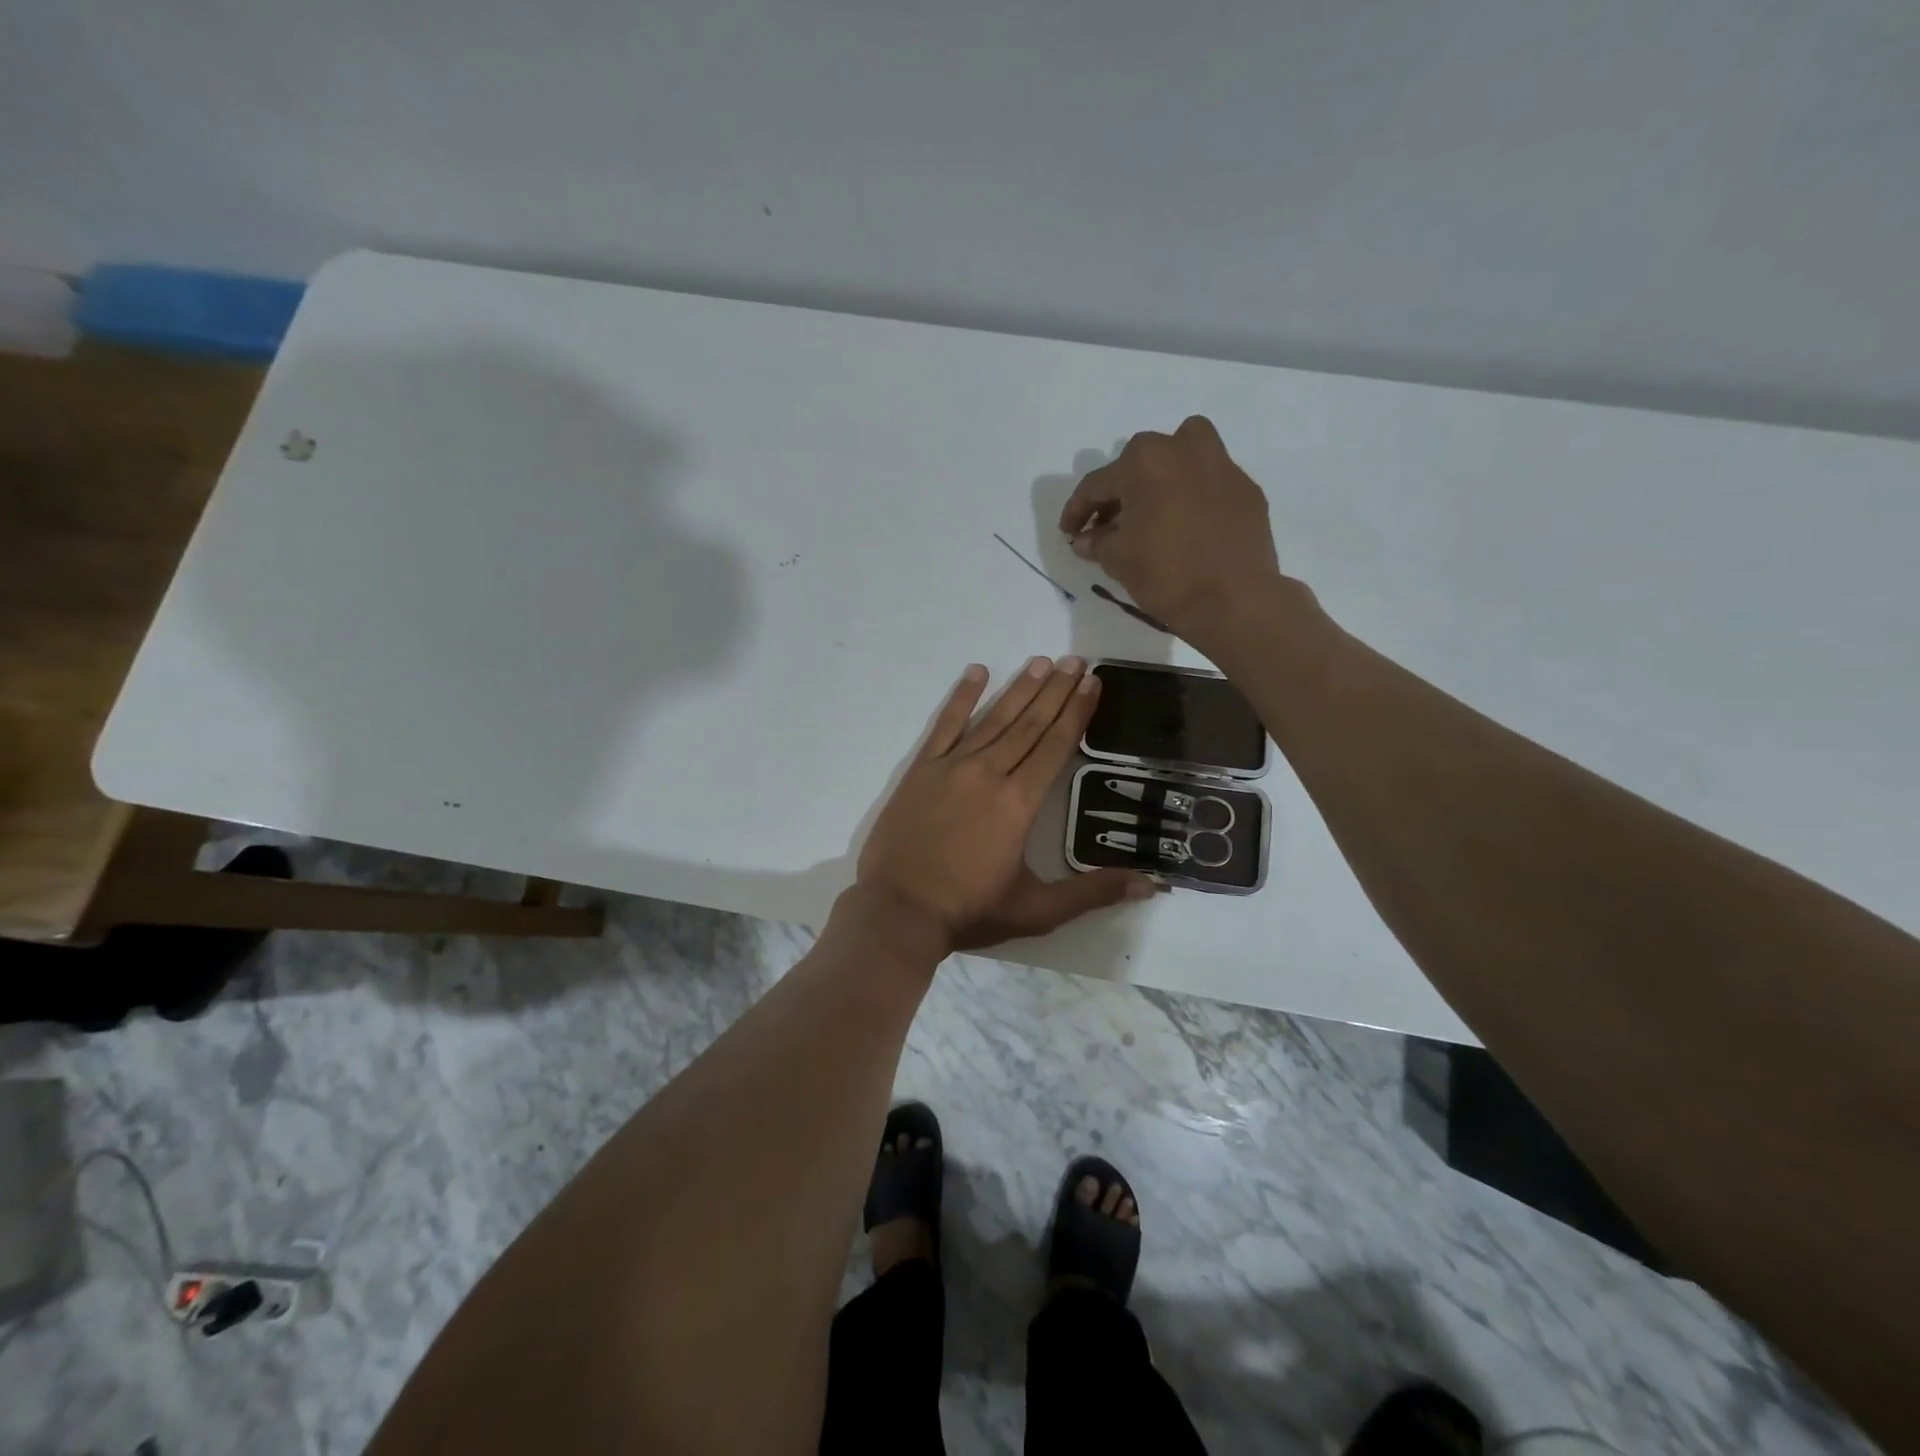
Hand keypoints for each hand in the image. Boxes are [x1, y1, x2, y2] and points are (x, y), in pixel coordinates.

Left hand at [856, 658, 1155, 953]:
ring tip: (1042, 662)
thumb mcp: (1038, 910)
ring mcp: (951, 767)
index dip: (1076, 712)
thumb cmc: (970, 910)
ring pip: (993, 719)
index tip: (1092, 683)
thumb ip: (1093, 892)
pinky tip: (977, 672)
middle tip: (1076, 661)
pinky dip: (961, 697)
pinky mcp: (921, 769)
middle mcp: (989, 773)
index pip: (1056, 745)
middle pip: (1029, 724)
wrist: (898, 911)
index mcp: (1019, 802)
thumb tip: (1151, 885)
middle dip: (1056, 690)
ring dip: (1020, 688)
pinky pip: (945, 725)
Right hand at [1057, 416, 1283, 643]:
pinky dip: (1194, 497)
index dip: (1077, 510)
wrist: (1233, 599)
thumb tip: (1086, 538)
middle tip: (1110, 523)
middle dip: (1121, 491)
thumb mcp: (1118, 560)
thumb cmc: (1166, 573)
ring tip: (1153, 510)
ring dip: (1163, 476)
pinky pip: (1211, 483)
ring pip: (1184, 456)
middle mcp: (1183, 449)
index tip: (1069, 531)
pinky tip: (1188, 527)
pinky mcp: (1246, 490)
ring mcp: (1221, 466)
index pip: (1098, 483)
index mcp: (1144, 461)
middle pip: (1141, 462)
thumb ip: (1097, 542)